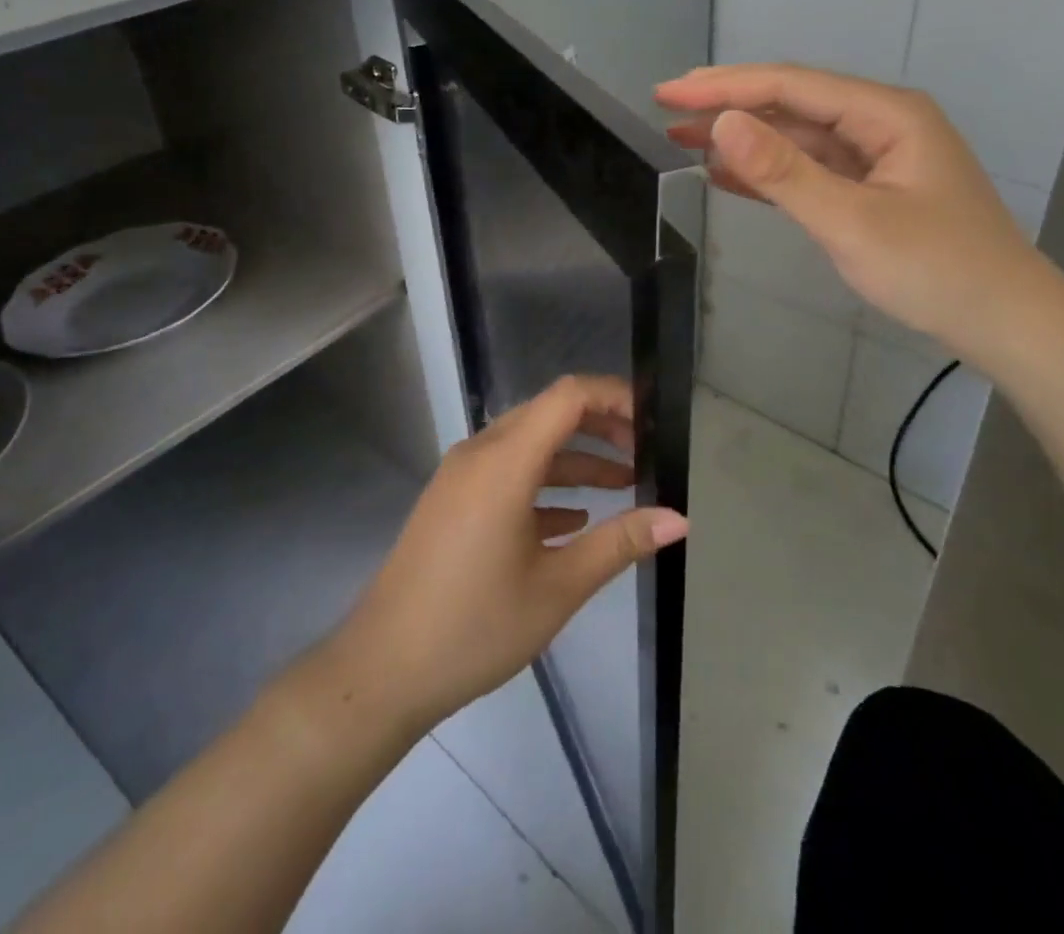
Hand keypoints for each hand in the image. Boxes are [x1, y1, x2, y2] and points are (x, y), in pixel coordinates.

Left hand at [333, 376, 687, 731]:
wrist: (384, 667)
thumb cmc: (476, 626)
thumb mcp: (557, 587)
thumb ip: (619, 543)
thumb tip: (679, 519)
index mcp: (504, 462)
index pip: (567, 396)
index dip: (613, 396)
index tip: (652, 422)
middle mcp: (480, 453)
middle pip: (549, 414)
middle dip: (600, 428)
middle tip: (645, 454)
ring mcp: (461, 476)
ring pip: (529, 445)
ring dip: (575, 460)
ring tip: (624, 486)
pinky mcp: (452, 500)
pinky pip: (506, 473)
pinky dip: (544, 484)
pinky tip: (573, 519)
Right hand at [655, 64, 1047, 357]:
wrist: (1005, 323)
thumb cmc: (936, 270)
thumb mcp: (852, 221)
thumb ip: (784, 172)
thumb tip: (722, 123)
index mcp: (885, 114)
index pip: (790, 86)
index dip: (724, 86)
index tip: (668, 92)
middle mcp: (880, 122)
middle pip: (791, 102)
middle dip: (728, 103)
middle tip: (666, 105)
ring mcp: (875, 156)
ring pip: (796, 135)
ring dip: (742, 137)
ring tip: (683, 136)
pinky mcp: (869, 188)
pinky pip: (808, 168)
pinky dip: (766, 171)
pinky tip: (726, 173)